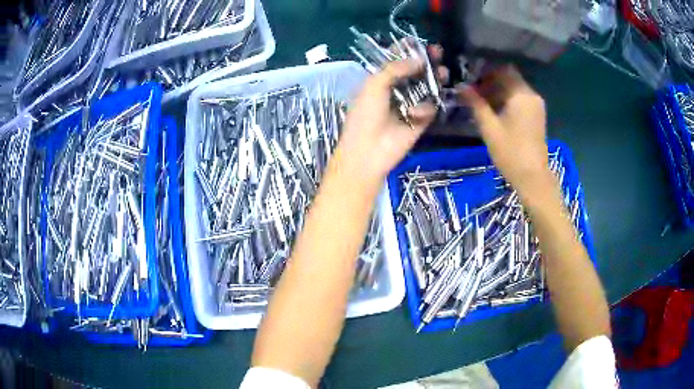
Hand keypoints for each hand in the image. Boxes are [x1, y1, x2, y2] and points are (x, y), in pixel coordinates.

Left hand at [336, 59, 436, 180]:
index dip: (406, 50)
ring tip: (443, 73)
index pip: (395, 61)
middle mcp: (396, 90)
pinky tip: (415, 115)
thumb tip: (418, 59)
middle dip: (426, 61)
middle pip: (415, 72)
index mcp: (380, 81)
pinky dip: (425, 109)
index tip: (418, 41)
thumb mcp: (374, 85)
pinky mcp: (420, 121)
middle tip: (437, 52)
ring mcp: (409, 105)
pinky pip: (430, 108)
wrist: (368, 151)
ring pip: (427, 88)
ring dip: (434, 79)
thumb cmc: (365, 115)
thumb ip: (395, 68)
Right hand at [458, 66, 550, 198]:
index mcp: (521, 94)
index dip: (486, 71)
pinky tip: (495, 112)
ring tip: (481, 103)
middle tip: (473, 92)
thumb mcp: (489, 127)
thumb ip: (476, 103)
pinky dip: (507, 100)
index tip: (471, 79)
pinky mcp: (537, 116)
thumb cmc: (510, 152)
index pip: (503, 70)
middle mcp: (531, 95)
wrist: (533, 177)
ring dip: (498, 91)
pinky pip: (520, 99)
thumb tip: (462, 87)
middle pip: (510, 78)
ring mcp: (536, 106)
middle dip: (491, 81)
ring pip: (515, 89)